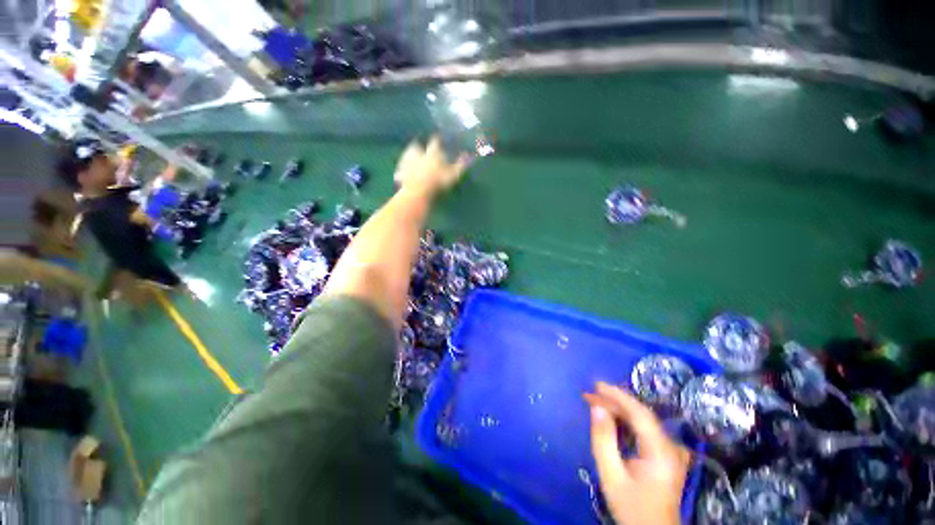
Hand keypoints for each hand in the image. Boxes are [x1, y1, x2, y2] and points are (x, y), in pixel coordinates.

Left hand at [394, 135, 470, 195]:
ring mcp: (407, 162)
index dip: (437, 140)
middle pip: (417, 146)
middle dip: (419, 147)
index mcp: (431, 153)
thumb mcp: (453, 175)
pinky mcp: (399, 172)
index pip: (435, 143)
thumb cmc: (437, 182)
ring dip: (409, 157)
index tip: (438, 138)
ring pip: (407, 156)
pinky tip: (402, 175)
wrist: (418, 191)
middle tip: (420, 148)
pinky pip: (400, 170)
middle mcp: (417, 153)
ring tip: (411, 161)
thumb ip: (460, 166)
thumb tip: (469, 156)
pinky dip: (401, 171)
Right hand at [584, 382, 690, 524]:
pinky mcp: (666, 454)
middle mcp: (670, 446)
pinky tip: (611, 419)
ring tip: (595, 403)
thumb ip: (603, 440)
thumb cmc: (631, 507)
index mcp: (661, 452)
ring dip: (618, 410)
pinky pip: (644, 429)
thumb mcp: (611, 476)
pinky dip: (626, 420)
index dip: (618, 395)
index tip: (596, 385)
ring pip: (642, 420)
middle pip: (641, 415)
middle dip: (614, 402)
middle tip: (589, 396)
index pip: (640, 413)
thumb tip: (596, 408)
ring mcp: (671, 450)